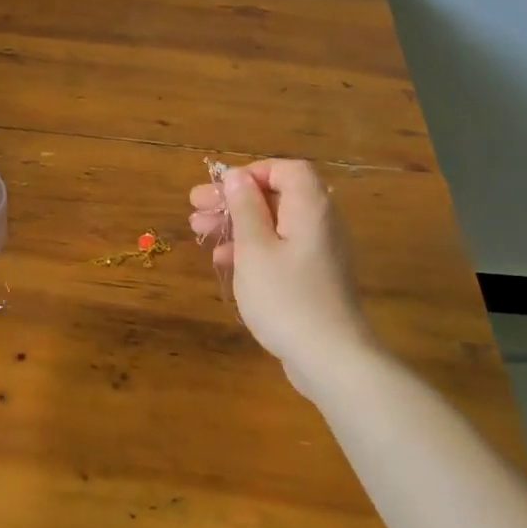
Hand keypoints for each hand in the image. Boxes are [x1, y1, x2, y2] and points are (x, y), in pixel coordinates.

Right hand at [188, 160, 375, 386]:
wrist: (330, 358)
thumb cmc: (286, 297)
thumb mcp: (254, 248)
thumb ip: (245, 208)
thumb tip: (237, 176)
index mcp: (310, 207)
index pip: (286, 169)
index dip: (251, 173)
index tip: (220, 190)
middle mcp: (320, 223)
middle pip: (276, 196)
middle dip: (234, 200)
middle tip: (196, 207)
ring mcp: (319, 252)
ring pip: (274, 224)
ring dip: (237, 224)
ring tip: (199, 231)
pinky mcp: (313, 278)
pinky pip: (280, 249)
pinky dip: (252, 249)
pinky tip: (224, 262)